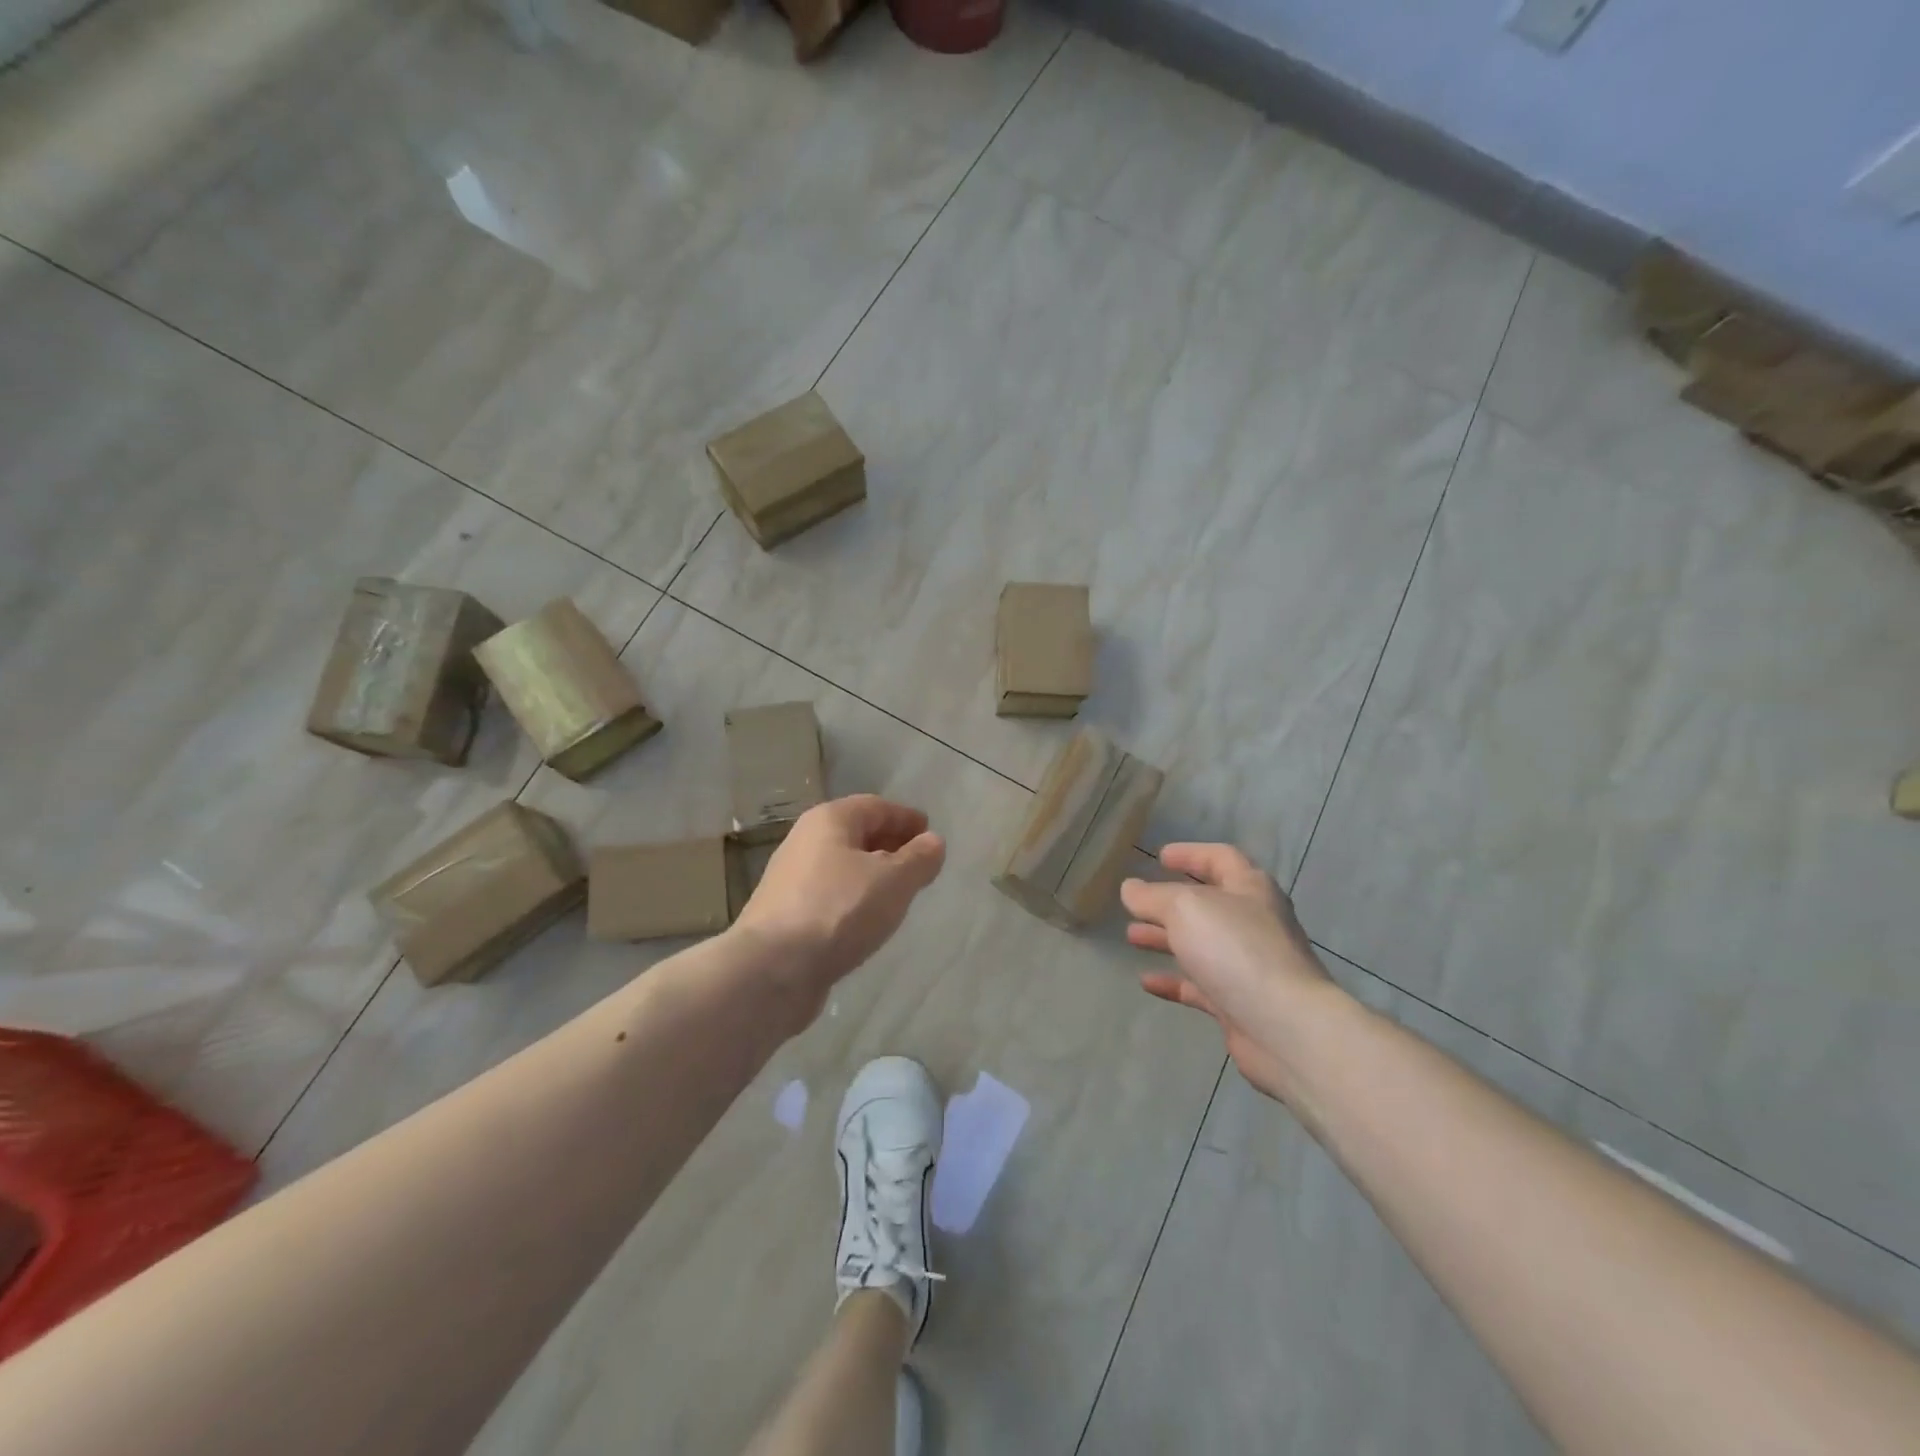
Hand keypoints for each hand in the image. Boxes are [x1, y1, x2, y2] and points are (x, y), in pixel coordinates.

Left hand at [732, 795, 945, 1018]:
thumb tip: (933, 842)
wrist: (773, 969)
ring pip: (842, 866)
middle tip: (918, 863)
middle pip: (855, 834)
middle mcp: (805, 841)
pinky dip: (853, 898)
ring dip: (871, 874)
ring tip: (898, 893)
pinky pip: (830, 895)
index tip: (930, 833)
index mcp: (829, 820)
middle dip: (889, 844)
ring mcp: (791, 880)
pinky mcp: (785, 915)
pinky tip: (866, 920)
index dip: (906, 817)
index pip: (876, 806)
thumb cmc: (840, 910)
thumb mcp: (894, 881)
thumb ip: (919, 859)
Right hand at [1122, 844, 1337, 1106]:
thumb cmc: (1236, 949)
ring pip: (1201, 944)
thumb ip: (1153, 897)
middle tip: (1137, 903)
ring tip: (1132, 937)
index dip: (1190, 854)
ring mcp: (1248, 965)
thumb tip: (1130, 889)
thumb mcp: (1185, 909)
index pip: (1220, 858)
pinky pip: (1200, 985)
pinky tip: (1146, 981)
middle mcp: (1253, 922)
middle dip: (1169, 902)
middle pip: (1207, 904)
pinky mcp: (1240, 1003)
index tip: (1159, 856)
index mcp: (1250, 888)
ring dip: (1166, 938)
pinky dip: (1174, 980)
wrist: (1285, 1027)